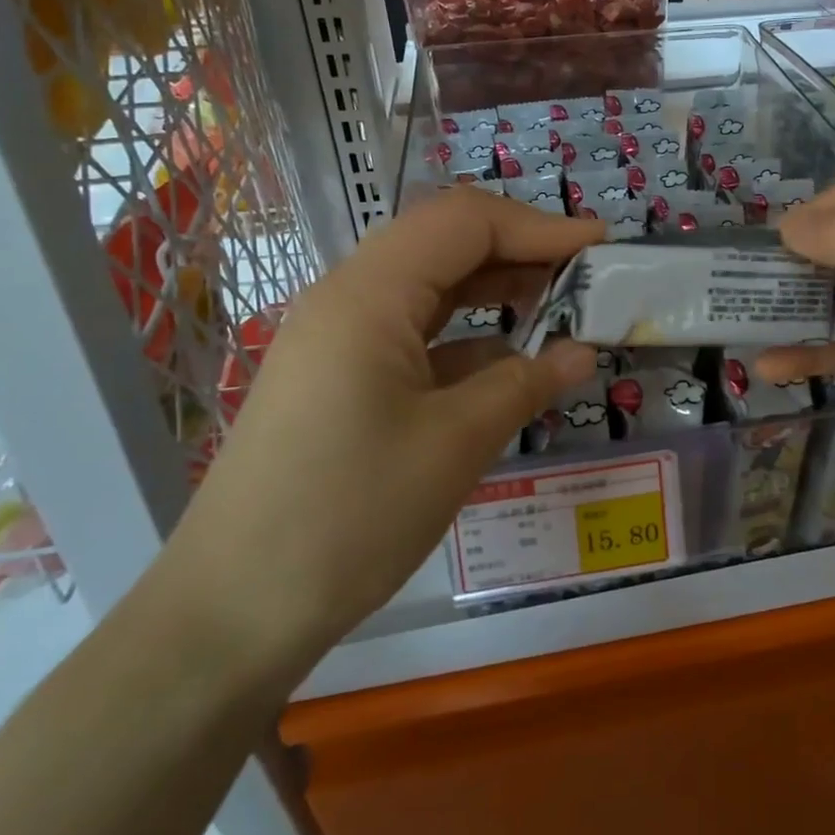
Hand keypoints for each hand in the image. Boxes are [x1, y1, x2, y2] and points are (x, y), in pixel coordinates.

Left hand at [164, 189, 602, 680]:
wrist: (232, 612)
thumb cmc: (348, 515)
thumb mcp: (455, 444)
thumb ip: (525, 383)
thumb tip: (584, 352)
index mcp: (369, 294)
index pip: (465, 222)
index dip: (539, 227)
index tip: (602, 248)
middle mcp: (348, 299)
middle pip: (445, 244)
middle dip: (520, 251)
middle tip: (586, 278)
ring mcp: (338, 340)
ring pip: (430, 289)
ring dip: (495, 292)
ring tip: (559, 309)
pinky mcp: (340, 379)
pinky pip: (413, 334)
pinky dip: (466, 338)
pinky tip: (508, 364)